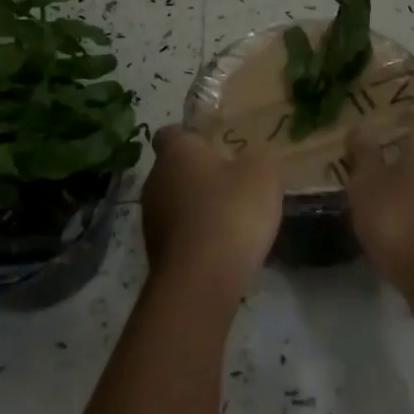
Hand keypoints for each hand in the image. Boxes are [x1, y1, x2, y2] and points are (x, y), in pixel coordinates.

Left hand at [139, 126, 282, 303]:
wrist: (201, 280)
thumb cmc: (230, 211)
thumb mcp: (263, 174)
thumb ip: (259, 159)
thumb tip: (253, 160)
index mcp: (175, 152)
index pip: (171, 133)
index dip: (192, 137)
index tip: (215, 146)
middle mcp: (155, 180)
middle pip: (175, 170)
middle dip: (200, 175)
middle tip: (233, 182)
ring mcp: (151, 219)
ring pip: (176, 204)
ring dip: (198, 209)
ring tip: (232, 220)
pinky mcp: (156, 254)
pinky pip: (180, 235)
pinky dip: (197, 238)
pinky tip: (223, 248)